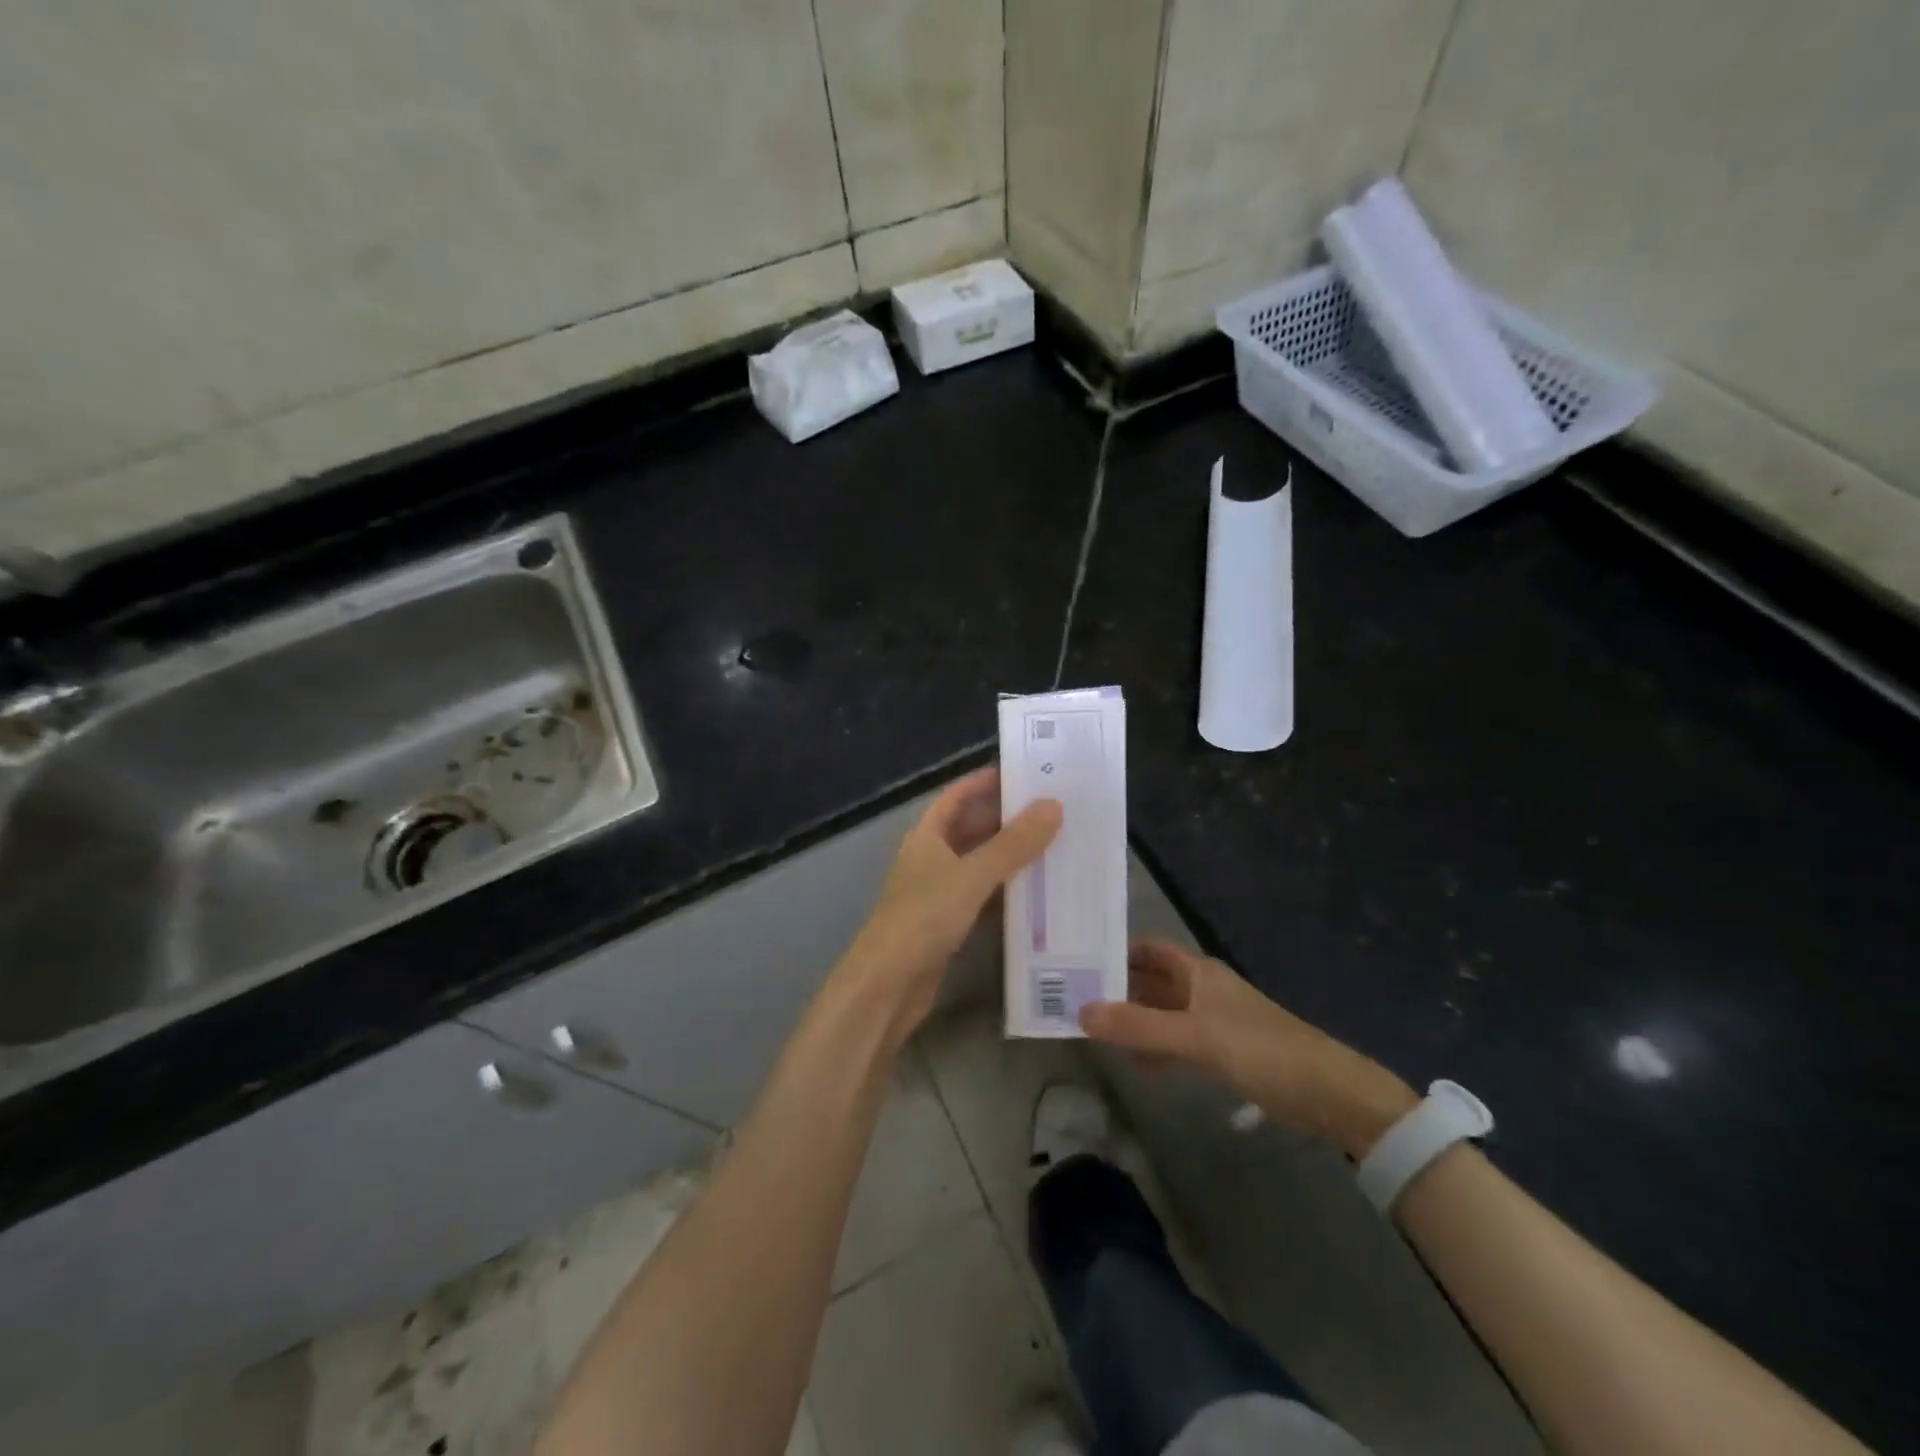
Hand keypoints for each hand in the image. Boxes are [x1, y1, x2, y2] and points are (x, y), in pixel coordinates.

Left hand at [834, 767, 1060, 1042]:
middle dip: (1006, 820)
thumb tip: (1053, 805)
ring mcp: (938, 893)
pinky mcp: (948, 924)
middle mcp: (931, 859)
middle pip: (971, 830)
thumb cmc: (924, 917)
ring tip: (1054, 846)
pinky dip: (1006, 893)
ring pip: (980, 865)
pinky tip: (1037, 893)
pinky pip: (983, 898)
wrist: (887, 985)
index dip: (983, 783)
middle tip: (1052, 812)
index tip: (1021, 774)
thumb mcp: (972, 875)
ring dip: (1010, 857)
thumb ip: (1013, 843)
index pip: (956, 797)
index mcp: (927, 836)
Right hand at [1082, 939, 1417, 1158]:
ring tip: (1095, 1032)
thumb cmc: (1262, 1050)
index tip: (1079, 958)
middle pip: (1152, 981)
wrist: (1329, 1093)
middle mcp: (1203, 990)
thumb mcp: (1196, 1037)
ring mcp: (1213, 1022)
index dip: (1117, 950)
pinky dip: (1156, 1048)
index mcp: (1199, 972)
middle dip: (1118, 989)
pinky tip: (1138, 1065)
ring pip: (1163, 1013)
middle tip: (1074, 998)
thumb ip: (1140, 1027)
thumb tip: (1081, 1011)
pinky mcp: (1224, 1052)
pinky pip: (1178, 1042)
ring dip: (1134, 1021)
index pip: (1149, 950)